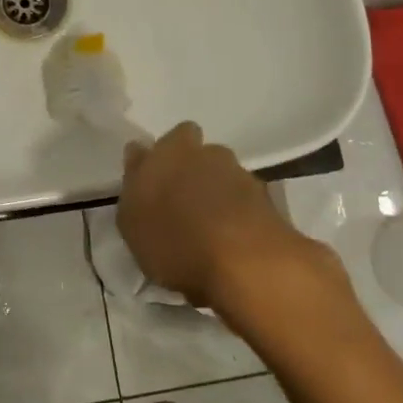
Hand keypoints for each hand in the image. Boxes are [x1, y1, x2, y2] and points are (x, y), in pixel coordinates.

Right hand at [117, 123, 337, 310]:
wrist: (246, 263)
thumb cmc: (175, 239)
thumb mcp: (132, 220)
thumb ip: (134, 184)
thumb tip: (139, 155)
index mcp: (171, 150)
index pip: (169, 139)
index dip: (164, 158)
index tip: (157, 182)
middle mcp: (208, 153)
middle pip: (200, 154)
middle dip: (194, 171)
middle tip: (183, 205)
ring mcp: (242, 175)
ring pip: (225, 177)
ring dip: (218, 194)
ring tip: (210, 230)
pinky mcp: (270, 202)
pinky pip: (246, 203)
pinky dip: (239, 216)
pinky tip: (231, 243)